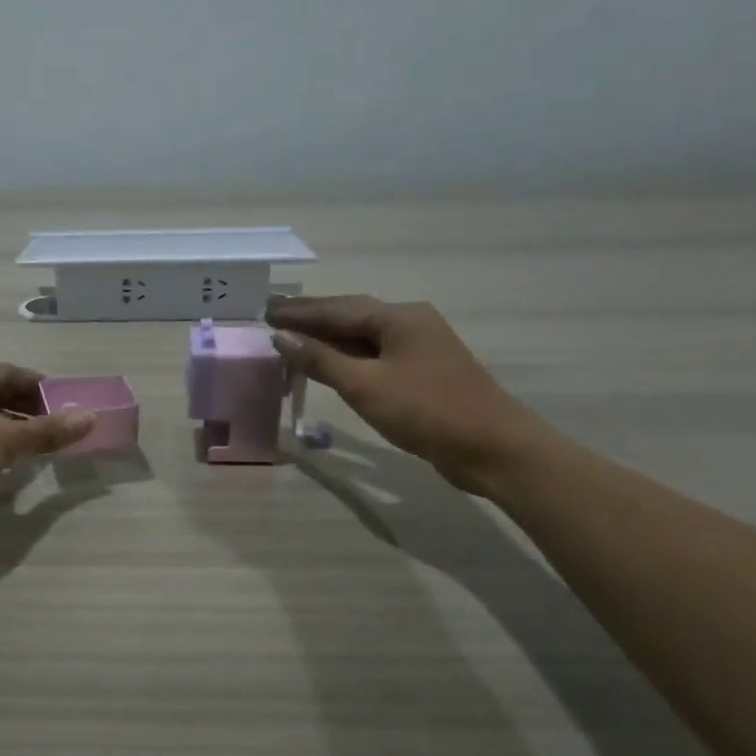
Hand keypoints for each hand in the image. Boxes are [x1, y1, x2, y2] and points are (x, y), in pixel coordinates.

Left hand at [0, 364, 93, 528]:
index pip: (9, 372)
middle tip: (57, 425)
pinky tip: (9, 463)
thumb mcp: (6, 439)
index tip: (65, 400)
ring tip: (39, 445)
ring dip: (11, 429)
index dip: (39, 385)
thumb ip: (47, 430)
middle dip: (27, 409)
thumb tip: (91, 418)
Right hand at [267, 295, 552, 495]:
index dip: (298, 312)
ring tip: (291, 338)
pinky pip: (373, 355)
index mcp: (398, 318)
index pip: (337, 308)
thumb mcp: (365, 386)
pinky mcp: (421, 372)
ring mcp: (418, 347)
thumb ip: (320, 360)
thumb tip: (281, 337)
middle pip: (350, 315)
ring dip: (326, 338)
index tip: (264, 311)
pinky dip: (345, 357)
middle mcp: (410, 323)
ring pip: (362, 336)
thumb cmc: (426, 411)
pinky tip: (328, 364)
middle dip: (311, 318)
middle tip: (272, 316)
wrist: (491, 447)